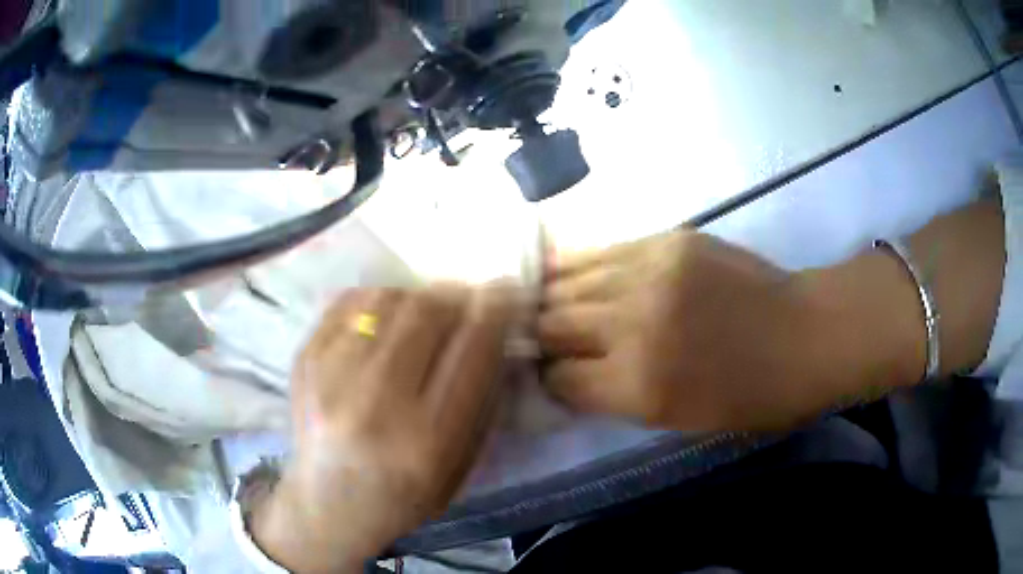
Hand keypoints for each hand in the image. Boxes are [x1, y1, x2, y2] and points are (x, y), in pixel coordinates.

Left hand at [252, 286, 515, 572]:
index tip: (506, 290)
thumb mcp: (460, 466)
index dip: (496, 308)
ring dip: (417, 297)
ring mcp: (331, 376)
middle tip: (465, 300)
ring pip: (387, 299)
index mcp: (426, 439)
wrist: (329, 504)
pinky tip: (385, 319)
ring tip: (423, 313)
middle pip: (427, 312)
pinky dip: (377, 300)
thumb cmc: (403, 496)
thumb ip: (482, 399)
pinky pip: (349, 302)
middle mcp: (376, 403)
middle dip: (457, 296)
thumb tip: (491, 329)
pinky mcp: (304, 359)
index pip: (472, 348)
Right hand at [539, 231, 922, 432]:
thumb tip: (572, 375)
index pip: (560, 379)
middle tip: (535, 340)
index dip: (548, 381)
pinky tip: (562, 270)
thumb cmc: (753, 396)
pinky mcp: (667, 240)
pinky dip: (575, 265)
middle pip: (554, 325)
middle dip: (539, 337)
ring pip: (568, 282)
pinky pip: (601, 251)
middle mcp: (634, 325)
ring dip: (550, 298)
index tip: (549, 377)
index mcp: (640, 385)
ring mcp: (650, 272)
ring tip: (538, 303)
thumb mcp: (681, 421)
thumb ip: (620, 396)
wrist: (806, 334)